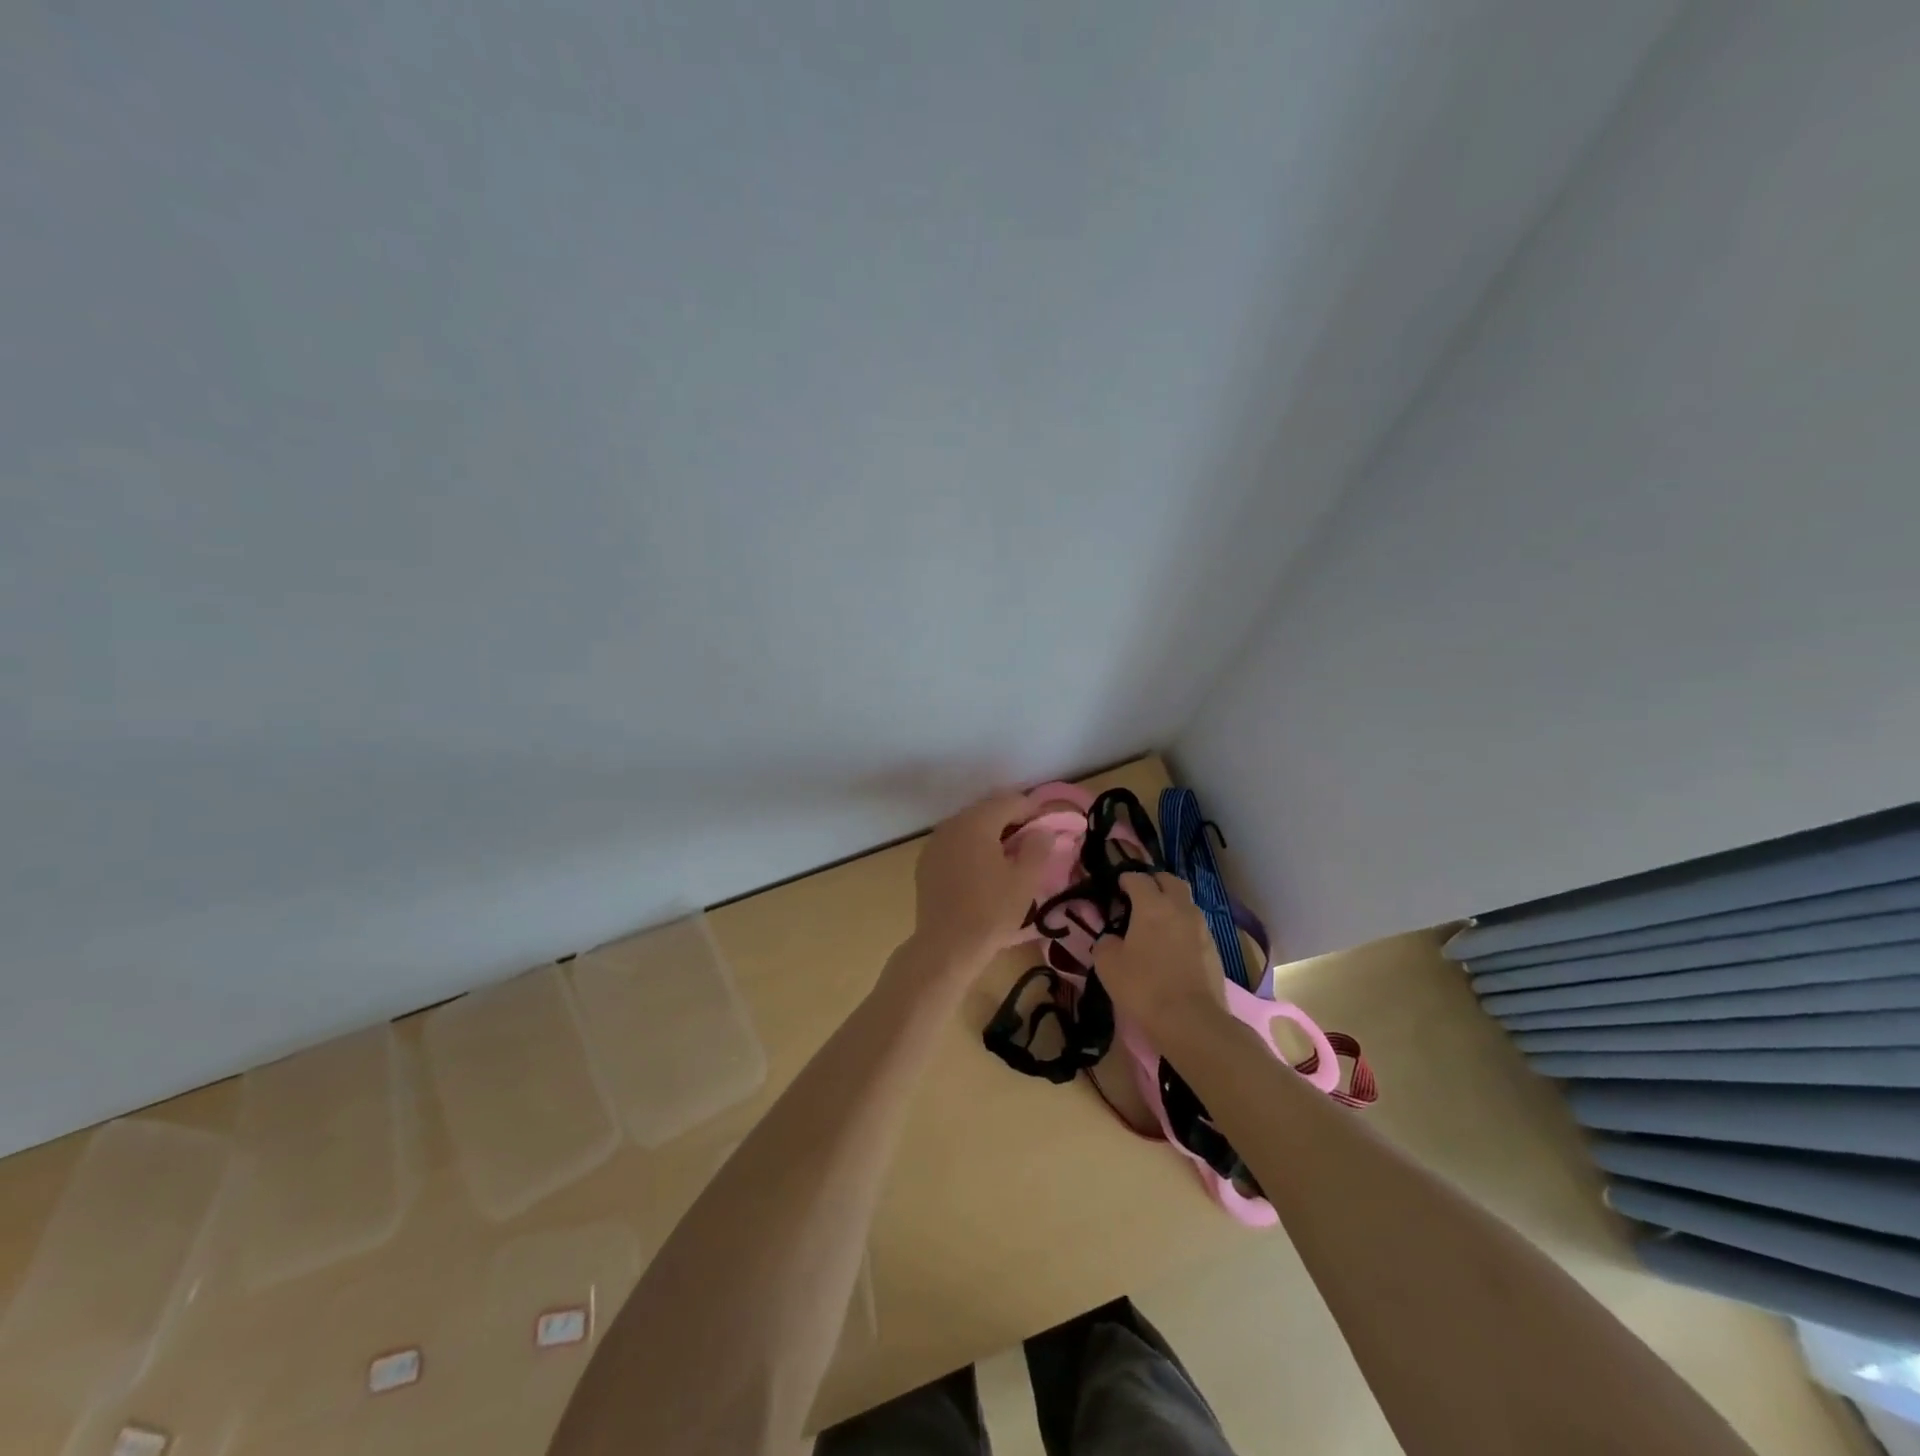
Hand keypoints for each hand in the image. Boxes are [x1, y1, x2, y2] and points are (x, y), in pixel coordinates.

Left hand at [910, 791, 1055, 969]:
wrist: (946, 947)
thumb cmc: (991, 911)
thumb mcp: (1025, 880)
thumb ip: (1038, 847)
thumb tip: (1041, 831)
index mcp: (977, 822)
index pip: (1010, 801)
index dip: (1033, 810)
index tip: (1048, 827)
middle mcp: (952, 824)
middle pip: (987, 811)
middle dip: (1011, 820)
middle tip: (1031, 842)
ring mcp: (935, 843)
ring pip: (969, 827)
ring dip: (990, 834)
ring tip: (1008, 857)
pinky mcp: (926, 862)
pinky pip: (955, 844)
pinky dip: (971, 848)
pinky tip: (982, 870)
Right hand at [1091, 872, 1227, 1037]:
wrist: (1192, 1021)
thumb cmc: (1144, 987)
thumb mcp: (1108, 965)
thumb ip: (1106, 943)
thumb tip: (1112, 939)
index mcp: (1152, 905)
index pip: (1138, 878)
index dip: (1126, 879)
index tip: (1118, 887)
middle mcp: (1180, 908)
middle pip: (1170, 881)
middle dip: (1154, 882)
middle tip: (1141, 896)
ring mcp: (1201, 928)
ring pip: (1186, 903)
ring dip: (1171, 904)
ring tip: (1158, 922)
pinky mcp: (1214, 949)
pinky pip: (1196, 926)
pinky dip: (1183, 927)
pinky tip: (1173, 946)